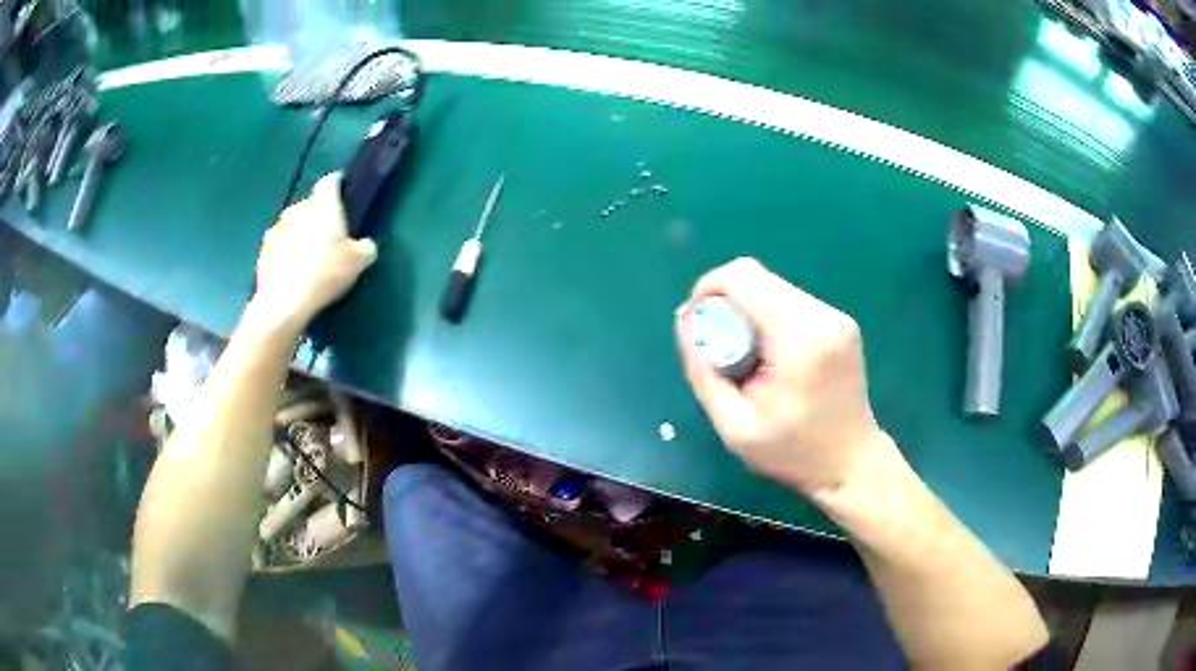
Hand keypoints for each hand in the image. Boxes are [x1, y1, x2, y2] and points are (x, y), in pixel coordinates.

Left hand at [249, 173, 377, 331]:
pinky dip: (286, 252)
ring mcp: (277, 228)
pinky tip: (292, 271)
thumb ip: (365, 247)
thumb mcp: (359, 262)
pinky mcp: (263, 249)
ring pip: (292, 224)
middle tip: (329, 235)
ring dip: (300, 233)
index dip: (338, 186)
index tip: (344, 196)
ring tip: (308, 256)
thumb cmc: (325, 273)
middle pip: (310, 204)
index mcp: (323, 204)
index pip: (330, 182)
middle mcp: (298, 208)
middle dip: (318, 214)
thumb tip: (364, 245)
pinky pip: (279, 244)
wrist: (283, 302)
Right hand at [676, 258, 895, 497]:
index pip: (744, 278)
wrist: (851, 463)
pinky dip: (768, 317)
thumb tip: (684, 322)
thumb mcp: (735, 426)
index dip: (708, 288)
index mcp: (800, 338)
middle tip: (713, 341)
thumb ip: (703, 373)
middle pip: (759, 278)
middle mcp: (822, 316)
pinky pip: (791, 302)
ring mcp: (836, 317)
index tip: (695, 321)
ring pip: (774, 288)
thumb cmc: (793, 452)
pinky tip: (766, 353)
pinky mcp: (841, 323)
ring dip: (747, 309)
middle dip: (725, 300)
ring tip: (740, 352)